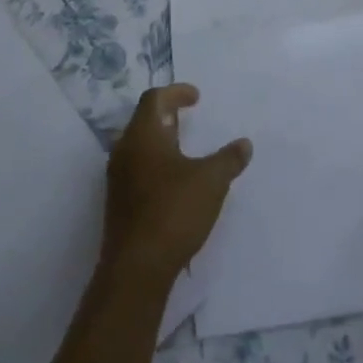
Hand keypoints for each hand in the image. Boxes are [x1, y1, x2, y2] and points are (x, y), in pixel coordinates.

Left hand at [103, 85, 251, 283]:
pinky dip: (155, 164)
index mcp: (143, 135)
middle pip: (143, 121)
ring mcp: (118, 179)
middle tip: (188, 118)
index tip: (196, 97)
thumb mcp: (211, 182)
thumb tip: (245, 143)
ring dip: (161, 142)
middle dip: (166, 116)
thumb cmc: (173, 212)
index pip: (154, 99)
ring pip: (138, 147)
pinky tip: (174, 183)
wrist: (136, 269)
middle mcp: (125, 151)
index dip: (176, 92)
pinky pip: (136, 170)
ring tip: (184, 150)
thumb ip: (229, 159)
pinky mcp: (118, 204)